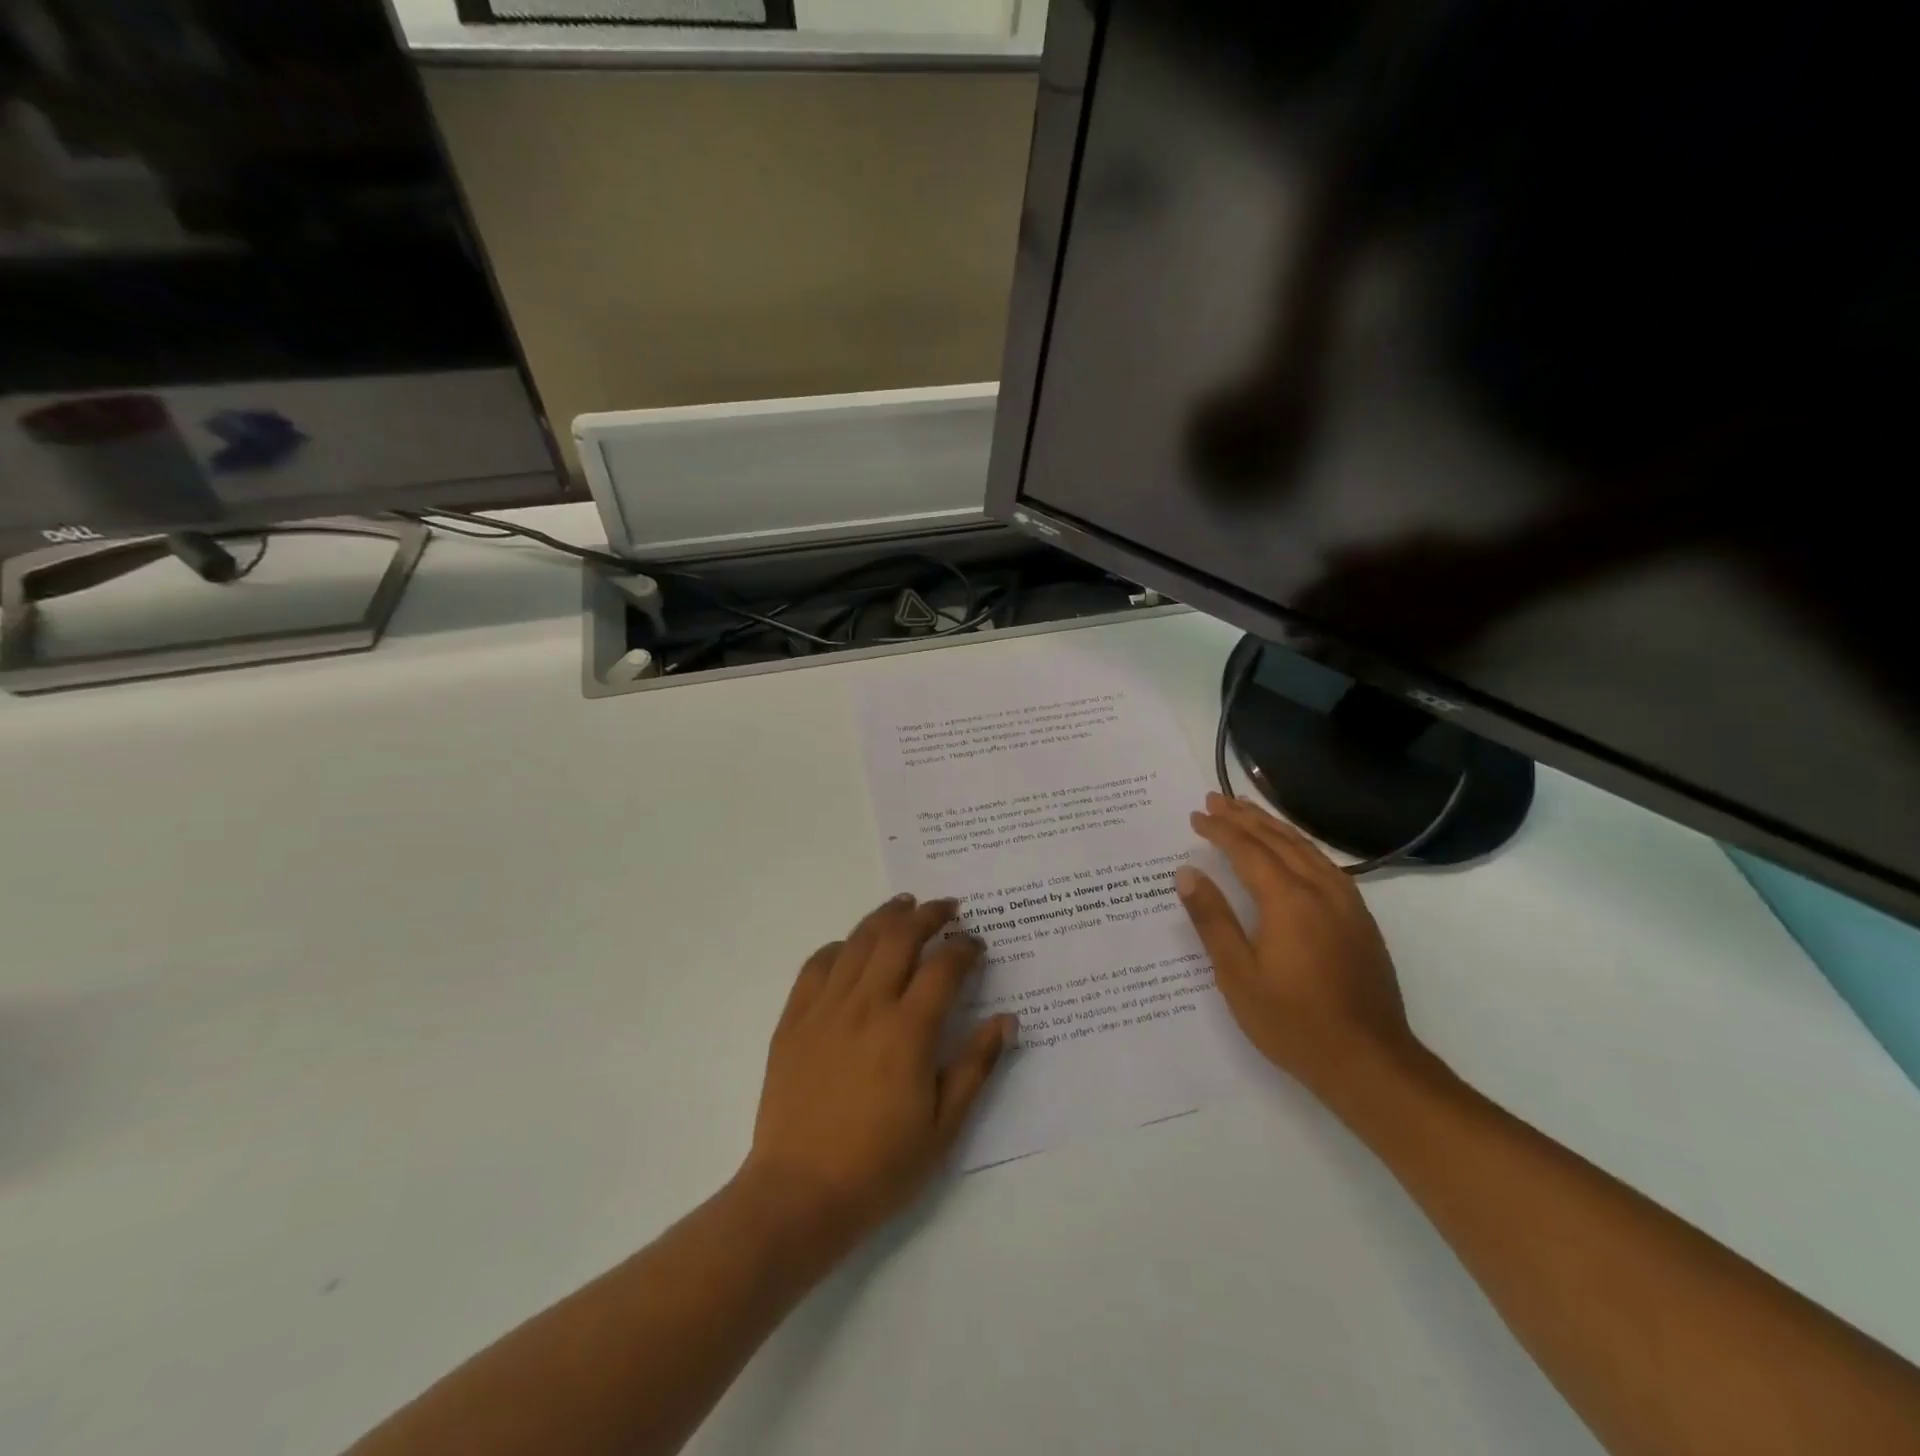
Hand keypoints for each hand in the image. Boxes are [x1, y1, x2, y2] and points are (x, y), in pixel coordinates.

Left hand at [740, 894, 1016, 1260]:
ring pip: (858, 941)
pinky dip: (840, 946)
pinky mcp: (794, 1019)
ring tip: (904, 905)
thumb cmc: (880, 1166)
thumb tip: (1007, 1020)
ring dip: (886, 916)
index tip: (977, 945)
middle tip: (947, 909)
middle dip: (928, 915)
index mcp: (907, 1032)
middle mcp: (866, 1006)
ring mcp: (825, 1008)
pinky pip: (817, 964)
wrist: (799, 1194)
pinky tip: (852, 946)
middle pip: (900, 937)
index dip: (965, 948)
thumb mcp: (944, 1126)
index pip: (944, 968)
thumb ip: (976, 1066)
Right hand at [1177, 793, 1425, 1106]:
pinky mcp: (1361, 920)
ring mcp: (1347, 904)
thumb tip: (1186, 873)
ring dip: (1273, 826)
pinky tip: (1293, 850)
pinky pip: (1325, 865)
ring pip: (1306, 849)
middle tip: (1216, 799)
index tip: (1196, 815)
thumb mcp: (1237, 975)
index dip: (1220, 830)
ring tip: (1248, 811)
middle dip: (1244, 817)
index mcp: (1288, 900)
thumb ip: (1212, 919)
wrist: (1370, 1063)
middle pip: (1278, 840)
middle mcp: (1321, 890)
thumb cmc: (1292, 1022)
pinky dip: (1300, 846)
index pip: (1248, 850)